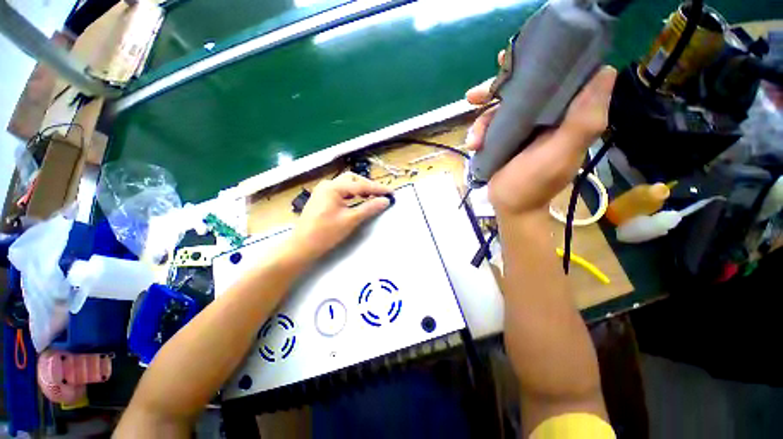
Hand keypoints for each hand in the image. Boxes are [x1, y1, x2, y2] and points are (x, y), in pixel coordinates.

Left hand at [288, 172, 391, 262]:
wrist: (302, 246)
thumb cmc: (326, 233)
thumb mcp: (350, 220)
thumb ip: (369, 208)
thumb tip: (385, 201)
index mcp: (333, 187)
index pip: (360, 185)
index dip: (377, 189)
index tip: (392, 192)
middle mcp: (327, 185)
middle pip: (353, 180)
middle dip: (368, 186)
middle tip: (381, 195)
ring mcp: (323, 191)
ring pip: (347, 185)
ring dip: (361, 189)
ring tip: (373, 197)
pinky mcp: (322, 198)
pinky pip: (341, 192)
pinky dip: (352, 195)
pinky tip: (358, 200)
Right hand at [465, 51, 616, 216]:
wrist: (510, 208)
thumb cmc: (533, 186)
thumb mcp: (558, 156)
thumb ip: (583, 121)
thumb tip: (606, 71)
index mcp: (567, 114)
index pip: (560, 76)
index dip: (543, 62)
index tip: (518, 58)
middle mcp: (546, 115)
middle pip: (523, 88)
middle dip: (497, 89)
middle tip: (475, 95)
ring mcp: (523, 126)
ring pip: (501, 108)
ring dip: (482, 121)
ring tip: (474, 141)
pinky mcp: (506, 137)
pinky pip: (489, 125)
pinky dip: (477, 133)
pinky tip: (472, 145)